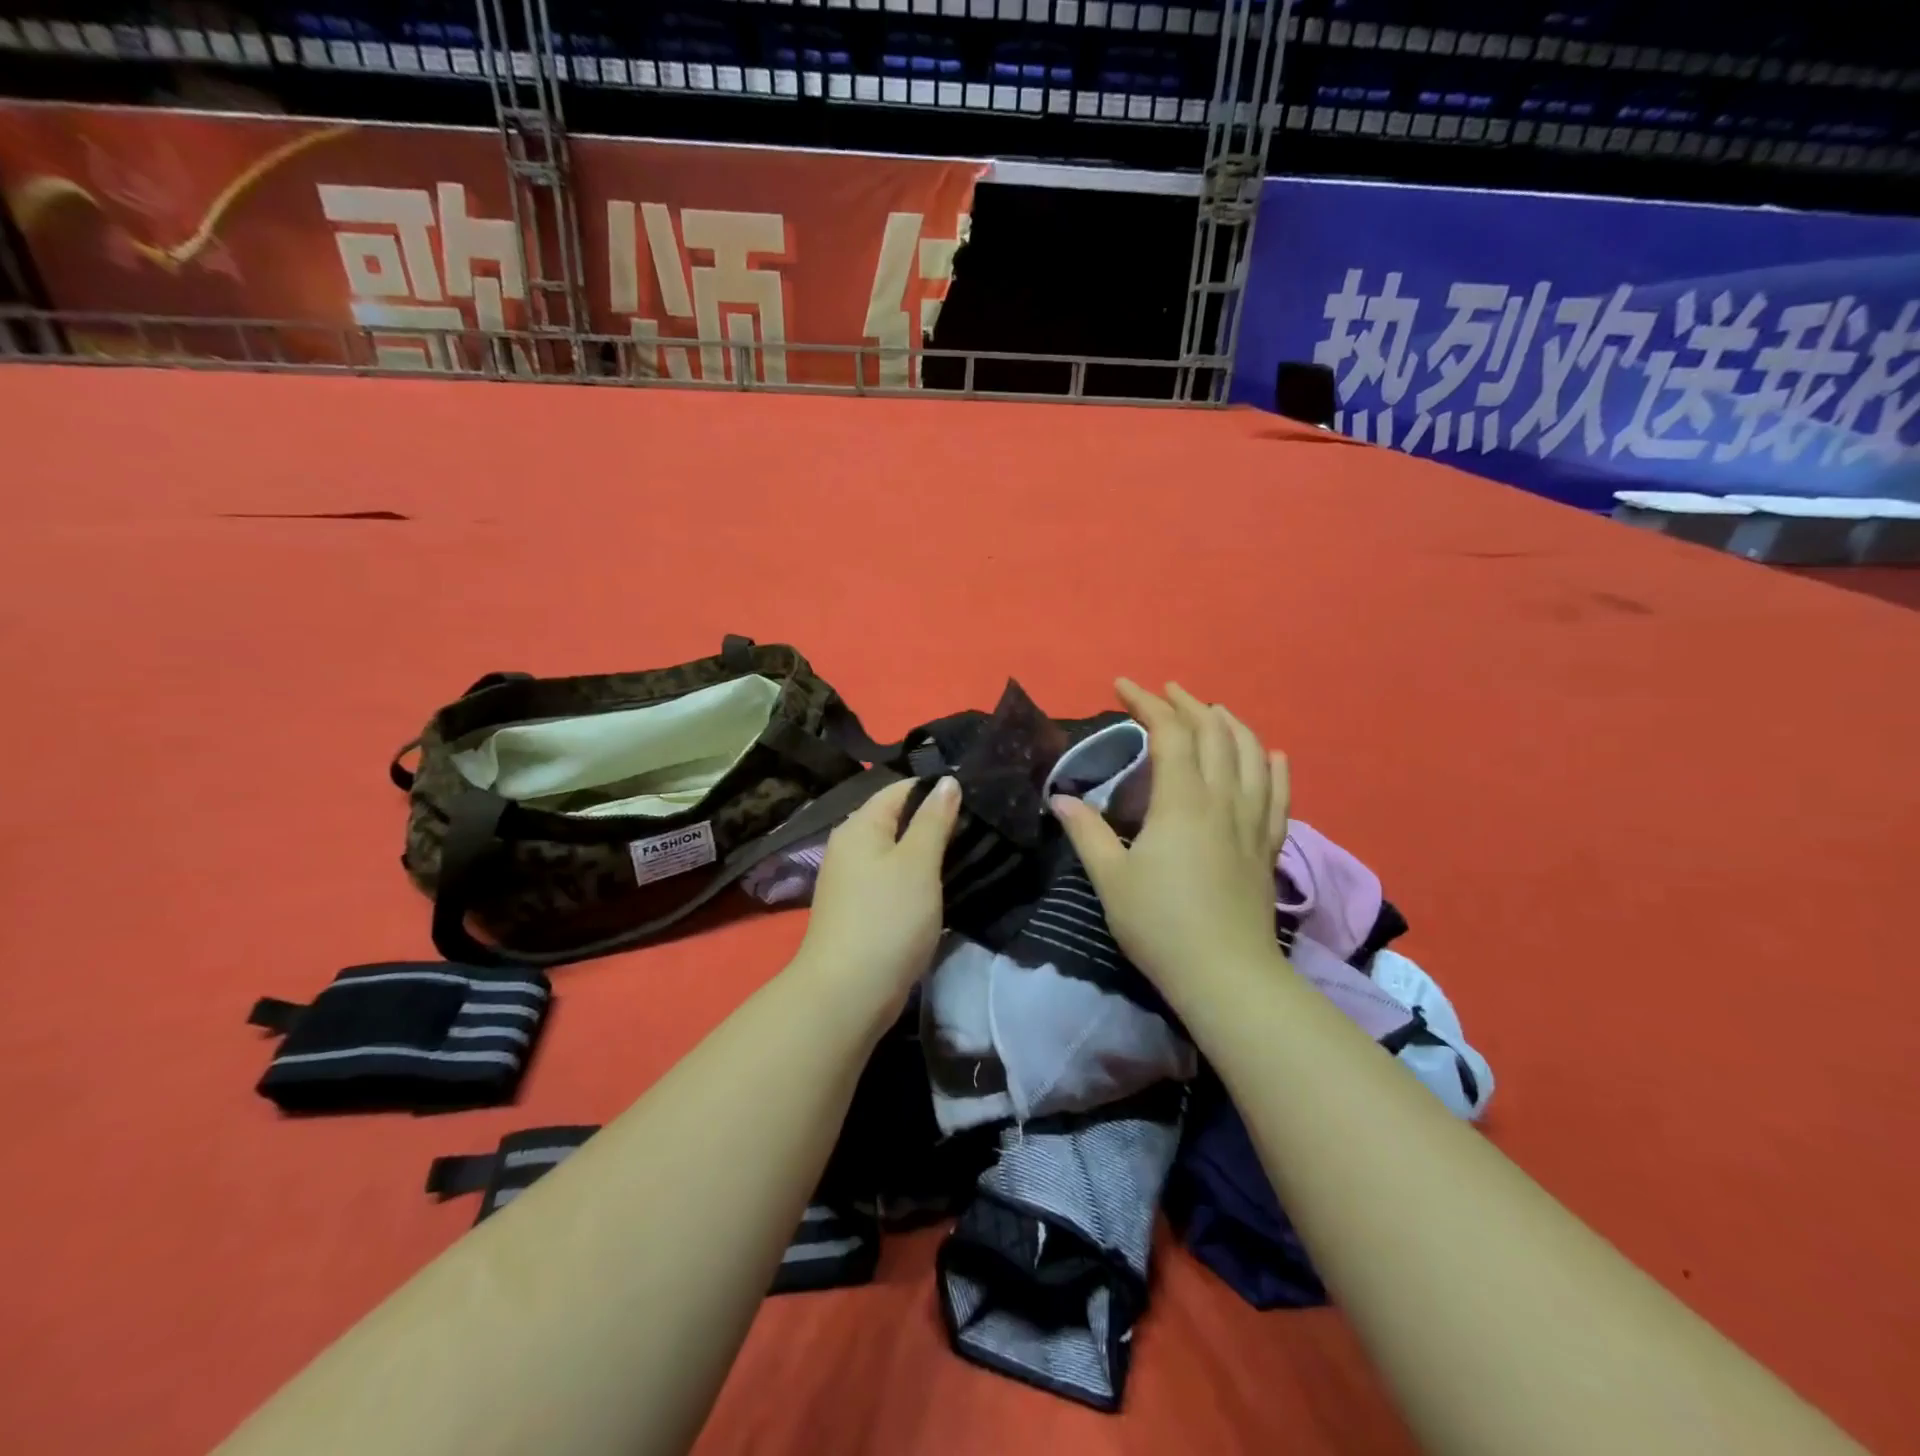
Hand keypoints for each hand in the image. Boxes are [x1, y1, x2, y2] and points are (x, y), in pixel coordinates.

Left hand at [792, 775, 961, 1012]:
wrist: (848, 993)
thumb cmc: (887, 918)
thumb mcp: (918, 863)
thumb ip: (934, 819)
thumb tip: (947, 781)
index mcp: (860, 826)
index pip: (901, 789)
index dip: (937, 789)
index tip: (977, 798)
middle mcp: (850, 846)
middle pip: (898, 820)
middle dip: (936, 822)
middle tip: (982, 829)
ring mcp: (852, 880)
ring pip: (898, 853)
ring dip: (929, 854)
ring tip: (971, 854)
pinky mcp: (860, 910)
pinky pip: (894, 881)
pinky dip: (918, 880)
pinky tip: (943, 888)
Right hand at [1051, 680, 1289, 990]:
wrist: (1225, 976)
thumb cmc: (1160, 925)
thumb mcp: (1111, 878)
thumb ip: (1086, 831)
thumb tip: (1061, 798)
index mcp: (1182, 802)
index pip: (1169, 733)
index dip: (1147, 702)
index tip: (1122, 686)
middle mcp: (1223, 800)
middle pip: (1214, 733)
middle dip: (1187, 703)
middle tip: (1163, 692)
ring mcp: (1252, 822)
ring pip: (1252, 754)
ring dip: (1230, 724)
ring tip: (1212, 711)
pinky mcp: (1268, 846)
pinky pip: (1279, 794)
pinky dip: (1273, 766)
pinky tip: (1270, 755)